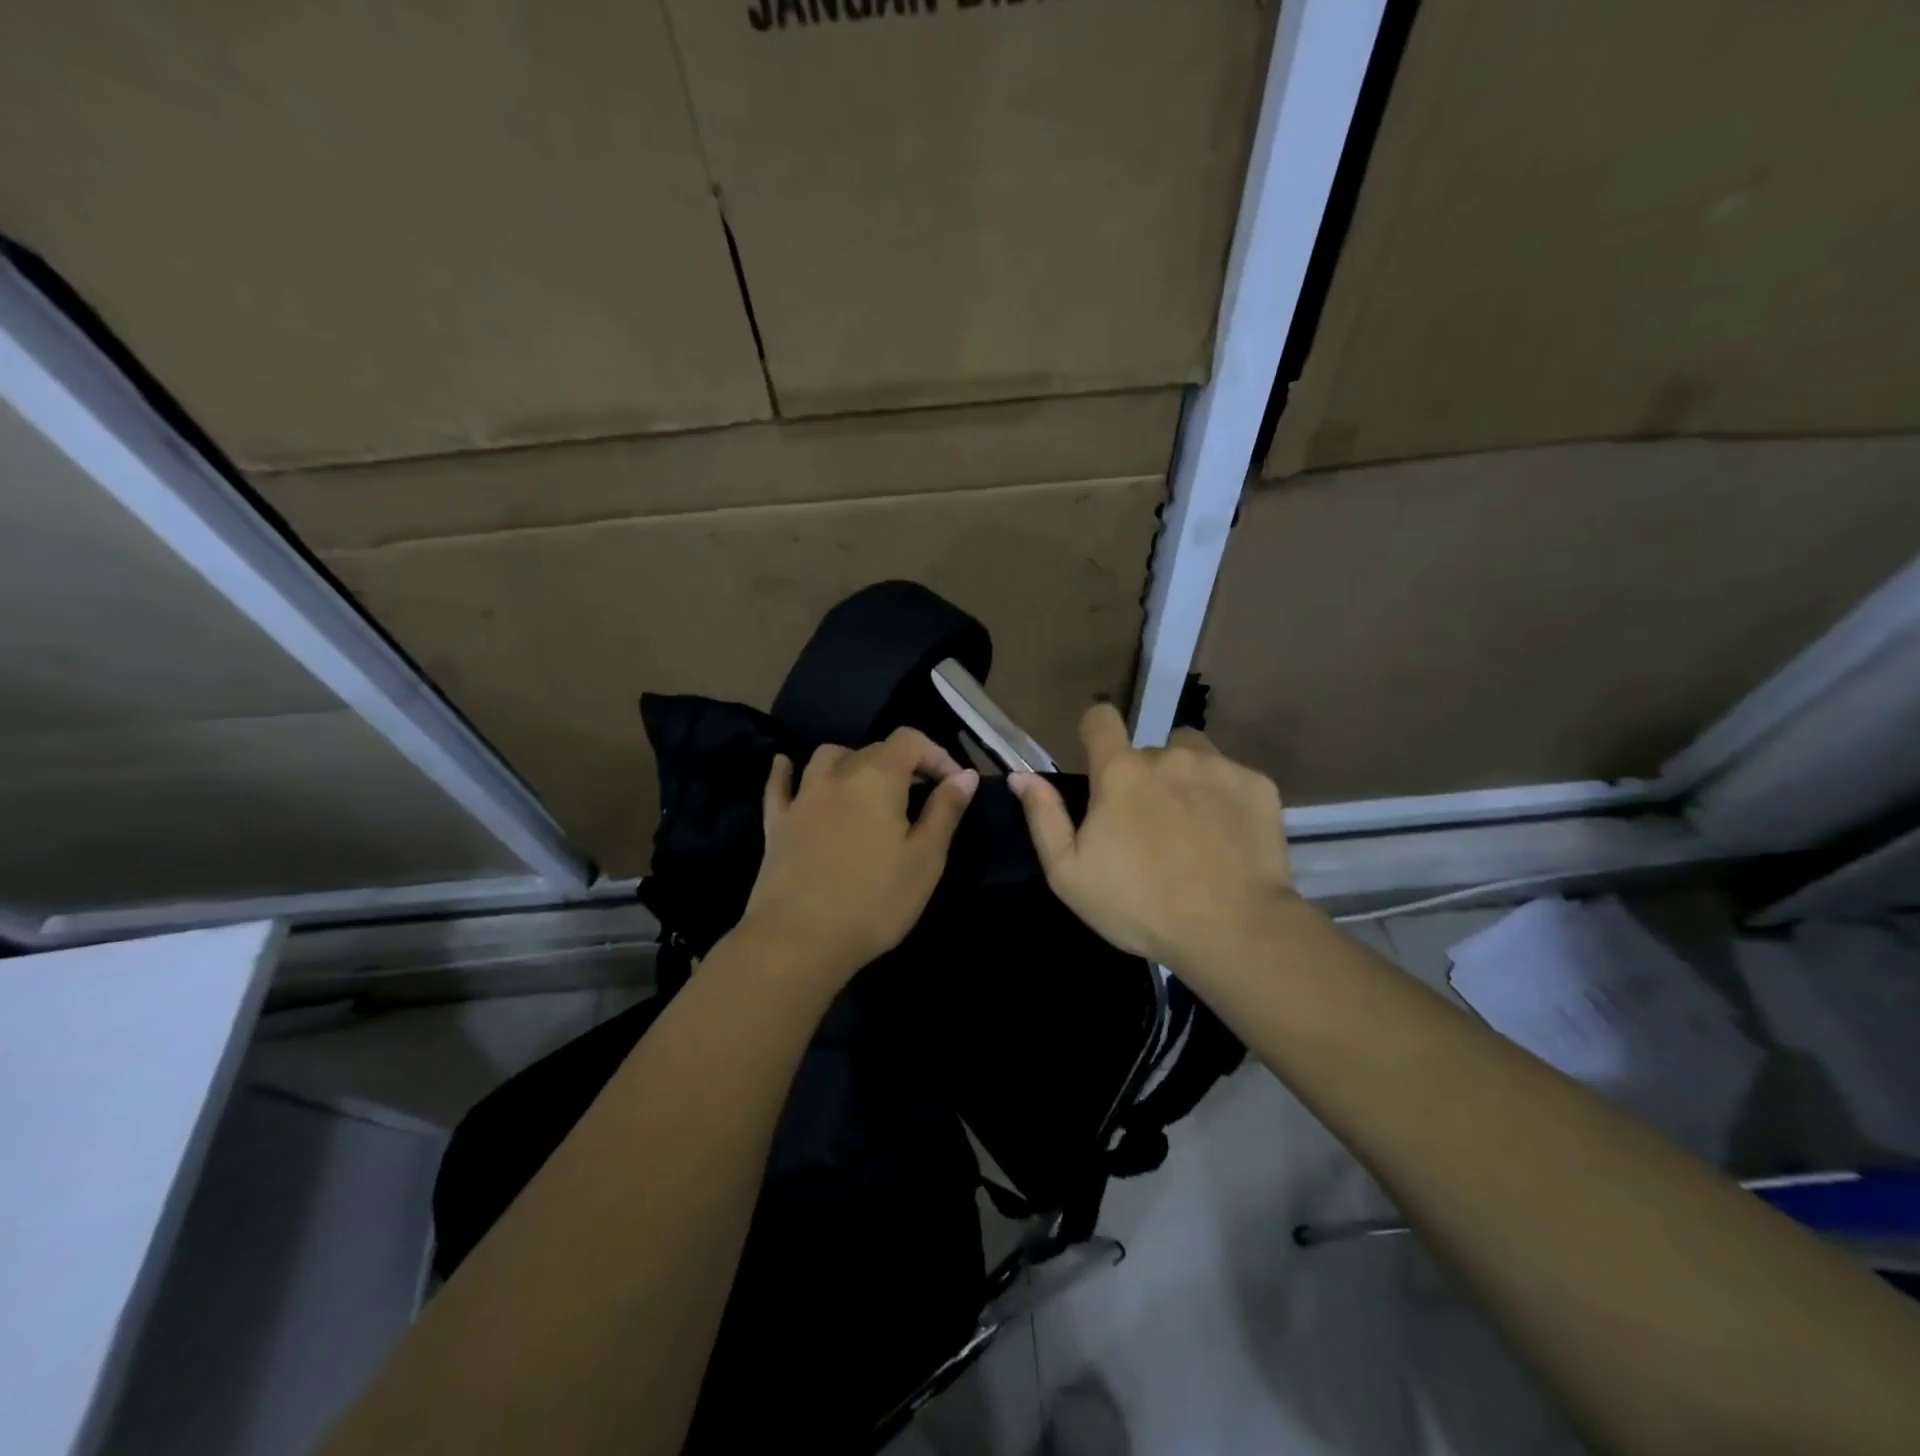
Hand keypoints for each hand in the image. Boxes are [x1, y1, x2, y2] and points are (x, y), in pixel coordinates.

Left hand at [737, 727, 978, 988]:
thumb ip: (945, 811)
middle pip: (873, 749)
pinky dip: (786, 771)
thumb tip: (964, 775)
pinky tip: (785, 765)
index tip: (954, 785)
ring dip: (853, 761)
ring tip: (869, 785)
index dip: (936, 754)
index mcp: (878, 778)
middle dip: (904, 763)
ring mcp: (802, 798)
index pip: (910, 740)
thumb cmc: (874, 901)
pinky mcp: (776, 824)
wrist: (798, 941)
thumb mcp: (925, 859)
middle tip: (924, 796)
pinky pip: (779, 785)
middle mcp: (838, 776)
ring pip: (827, 758)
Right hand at [1011, 704, 1293, 978]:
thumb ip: (1044, 818)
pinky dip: (1225, 800)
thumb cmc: (1140, 906)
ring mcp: (1219, 767)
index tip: (1099, 760)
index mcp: (1120, 772)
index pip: (1101, 719)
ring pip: (1192, 756)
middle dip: (1144, 779)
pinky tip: (1226, 839)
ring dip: (1185, 779)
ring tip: (1191, 827)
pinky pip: (1232, 778)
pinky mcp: (1258, 786)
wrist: (1234, 930)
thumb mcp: (1070, 875)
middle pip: (1149, 752)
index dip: (1096, 732)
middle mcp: (1169, 756)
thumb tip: (1022, 776)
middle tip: (1149, 829)